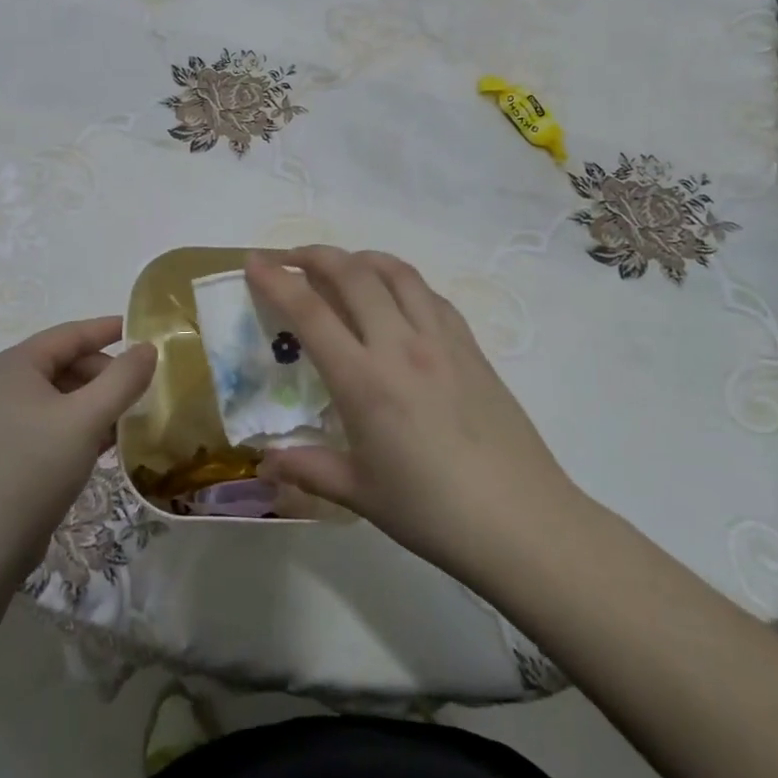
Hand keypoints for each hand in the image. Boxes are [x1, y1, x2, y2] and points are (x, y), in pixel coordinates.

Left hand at [0, 318, 156, 579]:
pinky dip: (73, 426)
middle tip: (139, 393)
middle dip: (103, 375)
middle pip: (62, 365)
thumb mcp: (87, 420)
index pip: (70, 334)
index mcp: (13, 365)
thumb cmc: (33, 470)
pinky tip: (99, 446)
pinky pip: (44, 423)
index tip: (143, 333)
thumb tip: (147, 348)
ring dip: (92, 404)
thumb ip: (123, 379)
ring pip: (55, 397)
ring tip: (125, 422)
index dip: (108, 330)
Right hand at [247, 247, 581, 582]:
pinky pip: (430, 295)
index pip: (310, 312)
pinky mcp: (471, 346)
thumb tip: (265, 463)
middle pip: (353, 274)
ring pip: (396, 273)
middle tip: (290, 258)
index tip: (255, 262)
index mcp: (365, 381)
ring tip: (341, 266)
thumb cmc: (433, 512)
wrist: (523, 522)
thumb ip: (308, 469)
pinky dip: (402, 281)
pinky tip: (395, 297)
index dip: (277, 280)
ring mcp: (441, 341)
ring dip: (361, 258)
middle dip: (315, 255)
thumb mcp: (360, 494)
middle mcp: (401, 346)